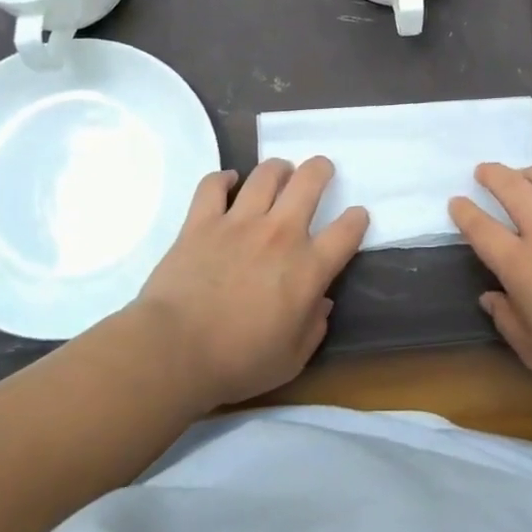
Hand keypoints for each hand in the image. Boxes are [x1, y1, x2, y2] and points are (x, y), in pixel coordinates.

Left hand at [127, 157, 368, 410]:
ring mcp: (239, 222)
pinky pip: (213, 185)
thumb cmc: (238, 362)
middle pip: (309, 181)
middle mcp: (280, 234)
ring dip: (278, 169)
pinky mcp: (201, 221)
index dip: (356, 219)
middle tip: (320, 171)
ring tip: (280, 173)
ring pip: (266, 174)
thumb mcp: (292, 359)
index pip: (346, 230)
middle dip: (320, 169)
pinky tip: (228, 182)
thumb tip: (321, 302)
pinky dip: (222, 179)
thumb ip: (314, 327)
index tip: (356, 217)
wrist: (174, 351)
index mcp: (308, 268)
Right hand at [450, 163, 531, 400]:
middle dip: (493, 175)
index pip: (482, 229)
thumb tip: (490, 297)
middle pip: (512, 189)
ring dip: (531, 171)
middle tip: (484, 170)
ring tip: (524, 172)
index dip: (464, 212)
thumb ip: (507, 320)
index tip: (457, 201)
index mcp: (521, 266)